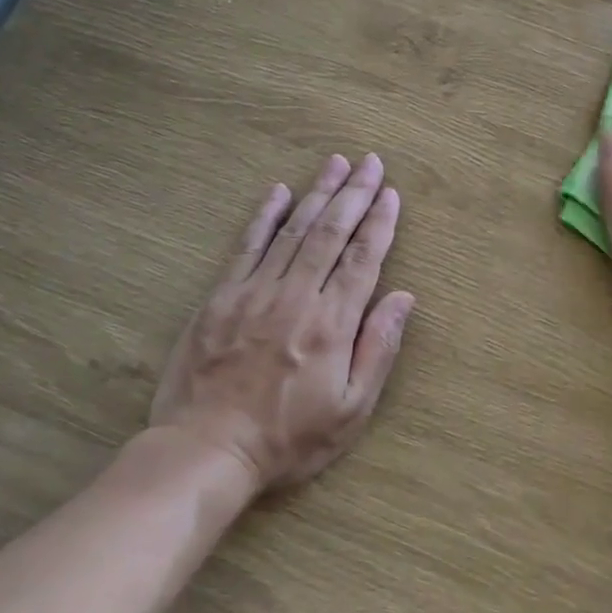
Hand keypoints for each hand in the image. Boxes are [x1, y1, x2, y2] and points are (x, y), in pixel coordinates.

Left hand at [149, 154, 414, 496]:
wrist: (207, 450)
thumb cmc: (289, 438)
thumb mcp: (351, 409)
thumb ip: (379, 349)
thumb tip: (403, 297)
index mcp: (332, 324)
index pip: (362, 259)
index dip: (379, 223)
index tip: (391, 192)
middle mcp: (296, 297)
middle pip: (330, 233)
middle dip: (354, 194)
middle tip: (370, 162)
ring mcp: (254, 293)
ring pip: (293, 231)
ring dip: (317, 193)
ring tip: (335, 163)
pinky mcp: (220, 298)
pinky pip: (247, 246)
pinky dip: (264, 216)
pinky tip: (278, 192)